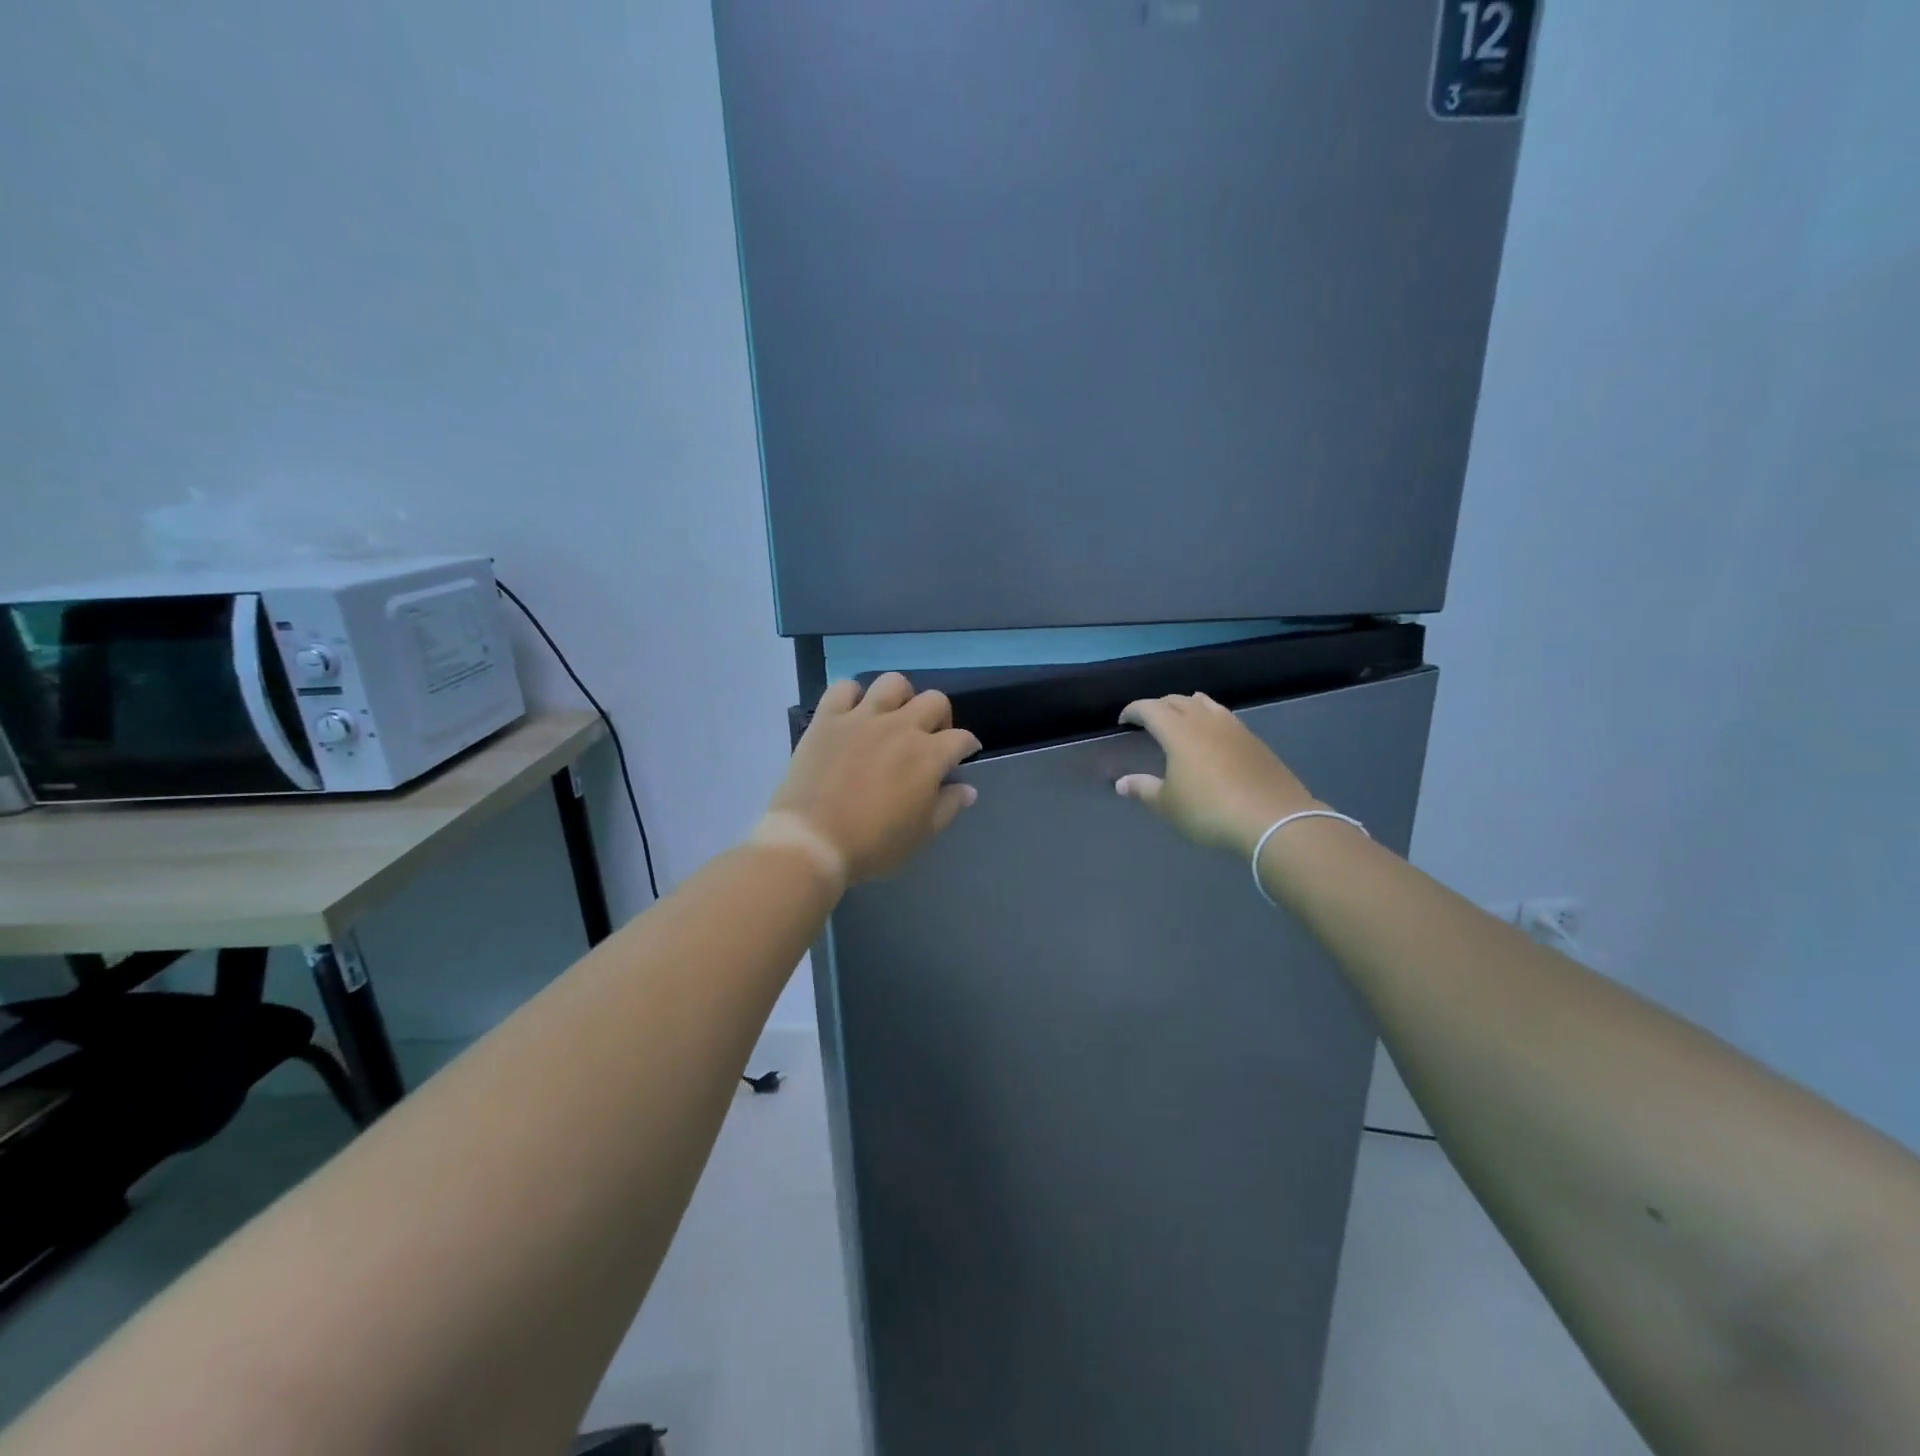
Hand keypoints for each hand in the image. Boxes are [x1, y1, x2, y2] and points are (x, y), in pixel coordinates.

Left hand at [764, 673, 981, 885]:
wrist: (813, 841)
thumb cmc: (873, 844)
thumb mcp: (921, 834)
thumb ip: (948, 806)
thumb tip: (967, 788)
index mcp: (928, 755)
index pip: (961, 738)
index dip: (967, 747)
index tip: (962, 757)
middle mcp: (900, 727)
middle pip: (934, 701)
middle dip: (940, 717)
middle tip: (929, 738)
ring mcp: (862, 718)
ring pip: (893, 683)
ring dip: (900, 697)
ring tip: (893, 718)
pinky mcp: (828, 719)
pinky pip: (843, 688)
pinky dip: (851, 696)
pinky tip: (853, 714)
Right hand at [1115, 693, 1317, 859]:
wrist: (1273, 818)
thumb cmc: (1209, 810)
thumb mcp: (1168, 805)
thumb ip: (1143, 789)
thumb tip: (1121, 783)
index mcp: (1178, 731)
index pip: (1150, 708)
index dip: (1133, 710)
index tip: (1124, 720)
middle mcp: (1204, 721)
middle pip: (1177, 700)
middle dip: (1159, 706)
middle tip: (1148, 720)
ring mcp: (1233, 728)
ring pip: (1205, 703)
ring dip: (1187, 705)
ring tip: (1180, 718)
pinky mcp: (1254, 740)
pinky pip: (1224, 717)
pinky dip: (1210, 717)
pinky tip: (1212, 735)